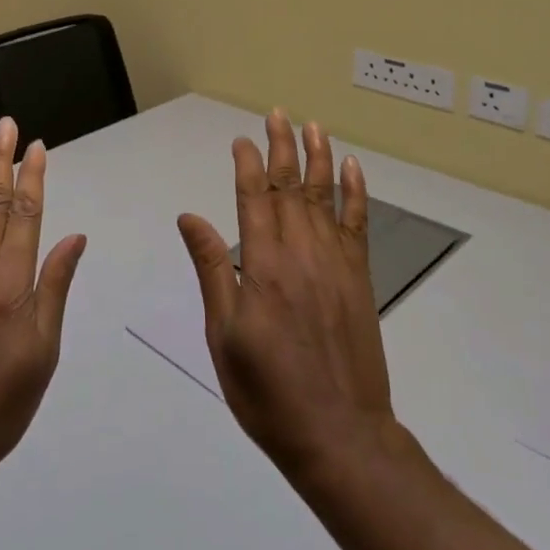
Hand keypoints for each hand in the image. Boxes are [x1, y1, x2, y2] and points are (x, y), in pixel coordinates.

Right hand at [176, 109, 401, 482]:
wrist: (339, 434)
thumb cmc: (268, 391)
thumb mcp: (224, 335)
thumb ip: (211, 270)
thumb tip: (190, 217)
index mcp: (263, 265)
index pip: (254, 197)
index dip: (248, 164)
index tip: (242, 139)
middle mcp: (301, 252)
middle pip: (290, 186)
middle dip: (283, 147)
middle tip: (278, 115)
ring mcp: (335, 262)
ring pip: (325, 196)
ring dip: (319, 158)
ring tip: (314, 126)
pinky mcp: (359, 278)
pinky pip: (358, 223)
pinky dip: (356, 192)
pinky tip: (353, 169)